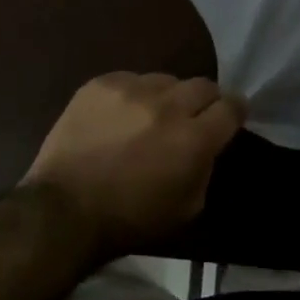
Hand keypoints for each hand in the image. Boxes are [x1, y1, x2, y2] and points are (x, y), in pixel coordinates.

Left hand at [21, 72, 243, 256]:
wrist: (64, 209)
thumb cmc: (130, 219)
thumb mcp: (188, 207)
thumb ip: (205, 167)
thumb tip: (207, 145)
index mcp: (193, 138)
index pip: (231, 106)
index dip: (234, 112)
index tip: (229, 118)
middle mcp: (167, 105)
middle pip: (203, 85)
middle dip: (204, 101)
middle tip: (192, 118)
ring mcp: (131, 89)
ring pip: (165, 80)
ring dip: (166, 97)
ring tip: (150, 117)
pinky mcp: (101, 84)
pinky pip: (130, 79)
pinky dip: (132, 96)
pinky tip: (119, 117)